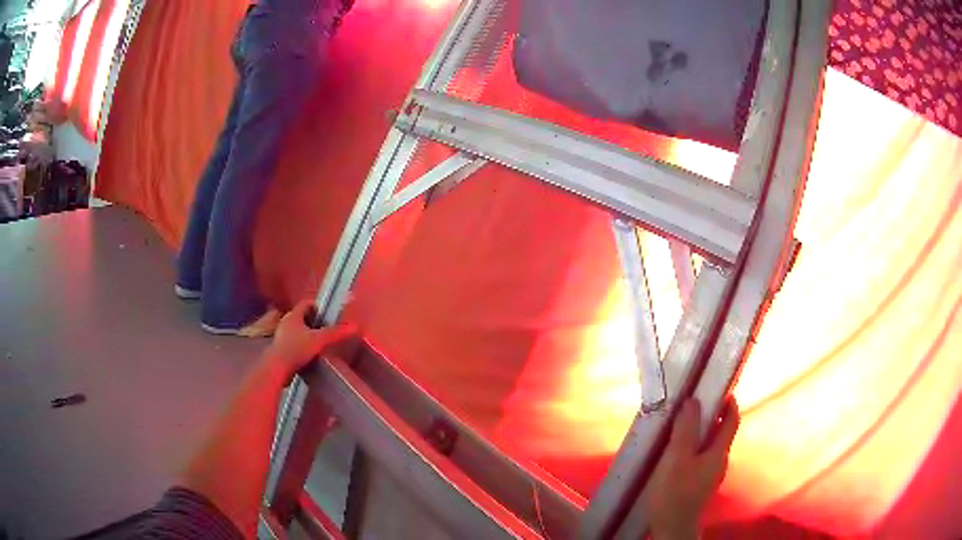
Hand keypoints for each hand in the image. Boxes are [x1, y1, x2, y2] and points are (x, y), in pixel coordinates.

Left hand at [263, 300, 357, 382]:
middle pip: (302, 317)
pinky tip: (311, 354)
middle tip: (327, 328)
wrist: (277, 368)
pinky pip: (294, 343)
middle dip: (314, 322)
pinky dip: (303, 346)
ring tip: (320, 342)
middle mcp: (286, 323)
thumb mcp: (319, 340)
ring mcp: (282, 336)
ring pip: (298, 331)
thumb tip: (353, 326)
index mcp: (294, 316)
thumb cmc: (296, 349)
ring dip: (308, 335)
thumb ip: (335, 333)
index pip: (306, 304)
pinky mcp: (281, 349)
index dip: (318, 306)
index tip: (328, 313)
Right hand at [642, 398, 740, 539]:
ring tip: (679, 426)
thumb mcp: (677, 458)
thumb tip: (693, 401)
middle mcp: (720, 460)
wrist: (672, 527)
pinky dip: (693, 447)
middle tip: (691, 404)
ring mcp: (710, 474)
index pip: (732, 419)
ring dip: (700, 432)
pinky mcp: (699, 484)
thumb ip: (686, 429)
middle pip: (721, 431)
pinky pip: (700, 457)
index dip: (729, 402)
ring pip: (710, 445)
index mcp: (719, 451)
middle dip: (711, 415)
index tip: (718, 387)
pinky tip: (675, 453)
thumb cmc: (675, 491)